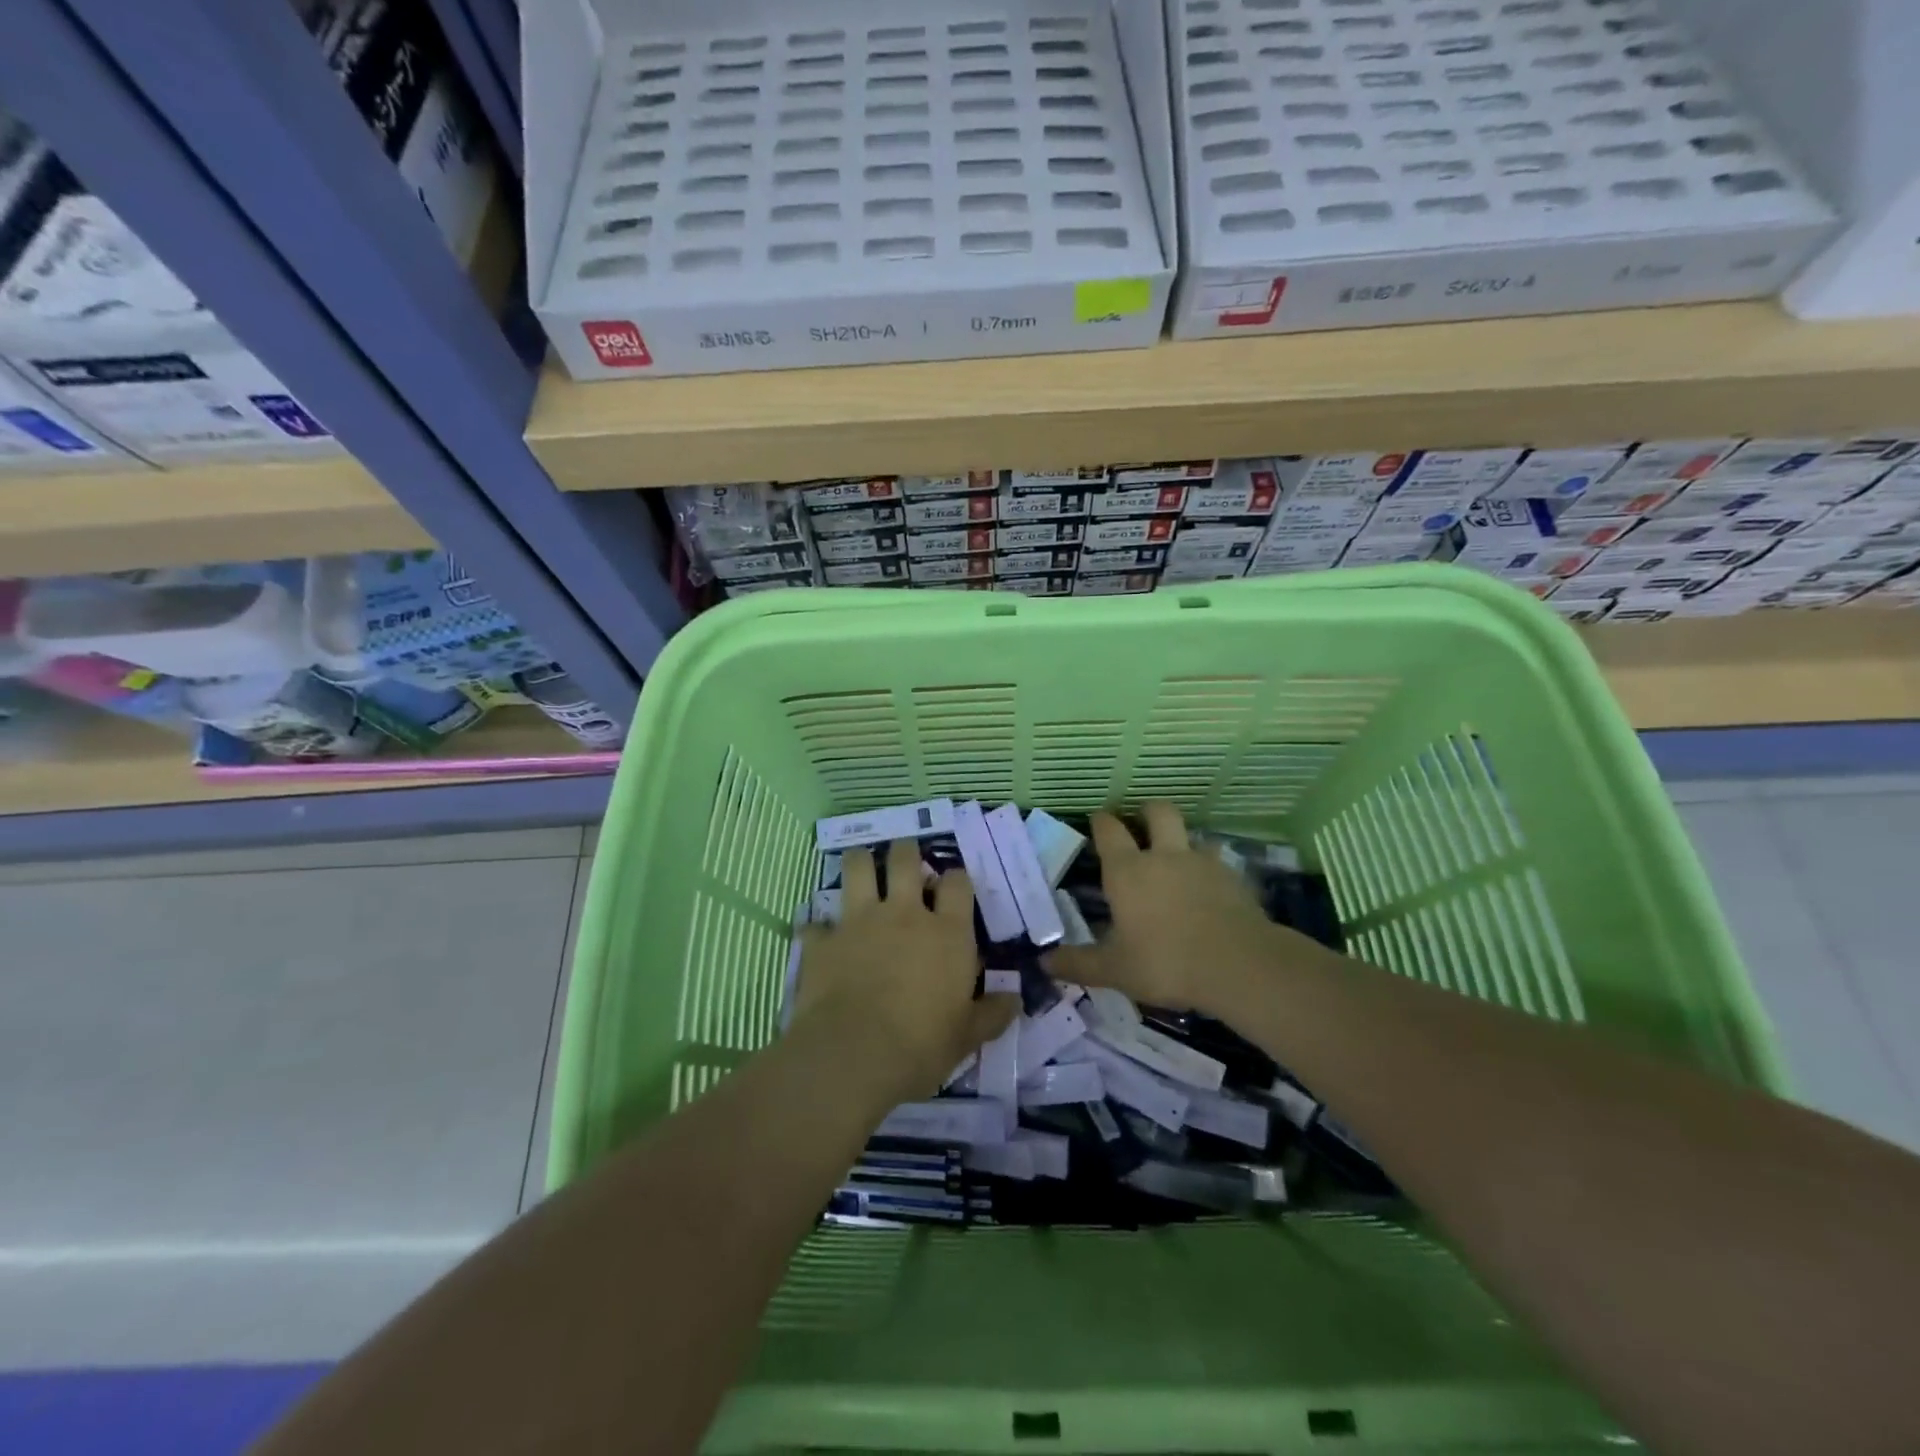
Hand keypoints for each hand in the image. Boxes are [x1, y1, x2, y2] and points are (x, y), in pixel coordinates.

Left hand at [789, 839, 1016, 1105]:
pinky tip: (819, 935)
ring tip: (862, 866)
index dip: (956, 878)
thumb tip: (1014, 1000)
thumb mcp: (967, 1036)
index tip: (953, 886)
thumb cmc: (921, 1045)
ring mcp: (859, 921)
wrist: (853, 1055)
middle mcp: (903, 914)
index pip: (957, 882)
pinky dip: (818, 927)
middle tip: (905, 860)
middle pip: (905, 859)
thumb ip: (991, 1014)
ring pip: (857, 867)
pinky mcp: (823, 940)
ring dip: (860, 862)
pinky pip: (815, 922)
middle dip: (906, 851)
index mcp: (946, 932)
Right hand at [1050, 802, 1313, 1012]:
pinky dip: (1210, 869)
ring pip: (1193, 834)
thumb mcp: (1115, 970)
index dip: (1101, 821)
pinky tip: (1210, 889)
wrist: (1239, 965)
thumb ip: (1079, 964)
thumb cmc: (1166, 963)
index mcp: (1128, 872)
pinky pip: (1219, 862)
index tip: (1097, 818)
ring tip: (1180, 859)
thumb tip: (1044, 963)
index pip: (1109, 831)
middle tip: (1141, 823)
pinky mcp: (1234, 878)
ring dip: (1184, 840)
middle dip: (1147, 811)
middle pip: (1158, 812)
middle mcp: (1164, 857)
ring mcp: (1203, 863)